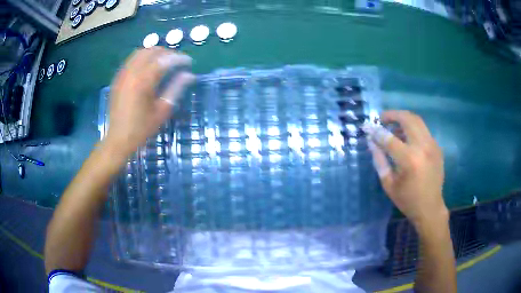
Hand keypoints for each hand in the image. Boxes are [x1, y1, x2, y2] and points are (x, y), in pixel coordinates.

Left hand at [105, 47, 194, 156]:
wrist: (118, 138)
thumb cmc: (141, 128)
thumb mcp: (162, 111)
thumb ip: (176, 89)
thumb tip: (189, 75)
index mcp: (143, 81)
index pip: (165, 60)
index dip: (179, 58)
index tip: (189, 62)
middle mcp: (132, 72)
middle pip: (152, 51)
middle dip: (167, 53)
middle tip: (177, 61)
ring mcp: (123, 74)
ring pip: (140, 52)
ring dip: (154, 53)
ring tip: (164, 62)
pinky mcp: (118, 78)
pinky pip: (131, 60)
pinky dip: (143, 58)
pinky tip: (148, 67)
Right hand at [364, 110, 447, 227]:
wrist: (430, 208)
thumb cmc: (407, 200)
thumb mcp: (389, 184)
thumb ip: (379, 161)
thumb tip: (372, 142)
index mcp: (409, 160)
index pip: (389, 138)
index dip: (376, 131)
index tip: (367, 127)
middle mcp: (423, 147)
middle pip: (407, 119)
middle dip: (392, 115)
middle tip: (382, 119)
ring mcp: (432, 145)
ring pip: (417, 120)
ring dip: (403, 119)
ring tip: (393, 128)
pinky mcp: (437, 147)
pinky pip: (423, 130)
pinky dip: (413, 128)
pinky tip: (407, 139)